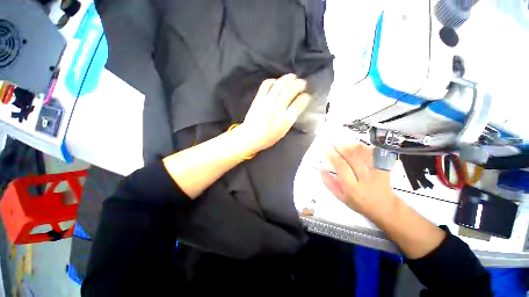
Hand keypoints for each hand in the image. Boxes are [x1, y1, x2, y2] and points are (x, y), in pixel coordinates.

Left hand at [237, 74, 310, 154]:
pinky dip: (273, 81)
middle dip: (299, 84)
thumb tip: (298, 105)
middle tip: (302, 83)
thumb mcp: (283, 132)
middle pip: (290, 91)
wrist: (249, 137)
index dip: (305, 97)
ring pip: (279, 85)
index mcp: (284, 121)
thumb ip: (291, 118)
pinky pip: (266, 85)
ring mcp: (266, 102)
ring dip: (288, 79)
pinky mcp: (258, 99)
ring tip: (293, 77)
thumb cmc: (267, 138)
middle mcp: (276, 110)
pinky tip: (277, 82)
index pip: (298, 104)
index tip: (307, 95)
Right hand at [321, 142, 398, 220]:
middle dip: (339, 146)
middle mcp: (365, 178)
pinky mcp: (383, 166)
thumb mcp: (341, 197)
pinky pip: (372, 151)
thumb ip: (329, 183)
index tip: (326, 150)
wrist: (384, 206)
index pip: (341, 167)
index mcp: (353, 188)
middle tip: (331, 142)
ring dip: (349, 144)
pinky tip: (353, 145)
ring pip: (362, 151)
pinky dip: (362, 146)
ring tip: (340, 143)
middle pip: (352, 156)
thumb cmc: (360, 203)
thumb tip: (322, 169)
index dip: (332, 156)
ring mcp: (376, 170)